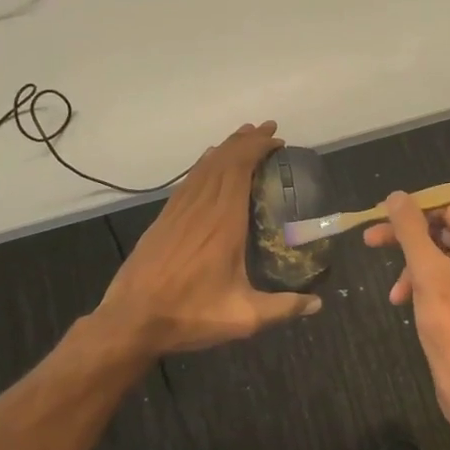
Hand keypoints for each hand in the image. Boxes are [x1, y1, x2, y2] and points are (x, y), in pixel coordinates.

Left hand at [99, 122, 321, 356]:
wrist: (131, 320)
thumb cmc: (190, 314)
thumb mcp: (243, 317)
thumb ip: (283, 308)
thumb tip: (317, 303)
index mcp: (223, 222)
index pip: (240, 169)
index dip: (258, 148)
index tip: (277, 141)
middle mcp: (201, 207)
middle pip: (224, 160)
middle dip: (247, 140)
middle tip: (268, 129)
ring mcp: (179, 210)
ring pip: (204, 166)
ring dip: (226, 147)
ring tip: (244, 137)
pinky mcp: (164, 219)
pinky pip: (188, 180)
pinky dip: (204, 164)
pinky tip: (209, 163)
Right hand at [366, 192, 449, 424]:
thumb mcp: (427, 272)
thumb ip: (410, 230)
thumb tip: (396, 196)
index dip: (415, 209)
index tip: (380, 213)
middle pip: (446, 231)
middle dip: (408, 239)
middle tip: (371, 239)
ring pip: (443, 256)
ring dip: (413, 266)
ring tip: (392, 288)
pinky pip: (448, 277)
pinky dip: (424, 283)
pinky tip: (402, 300)